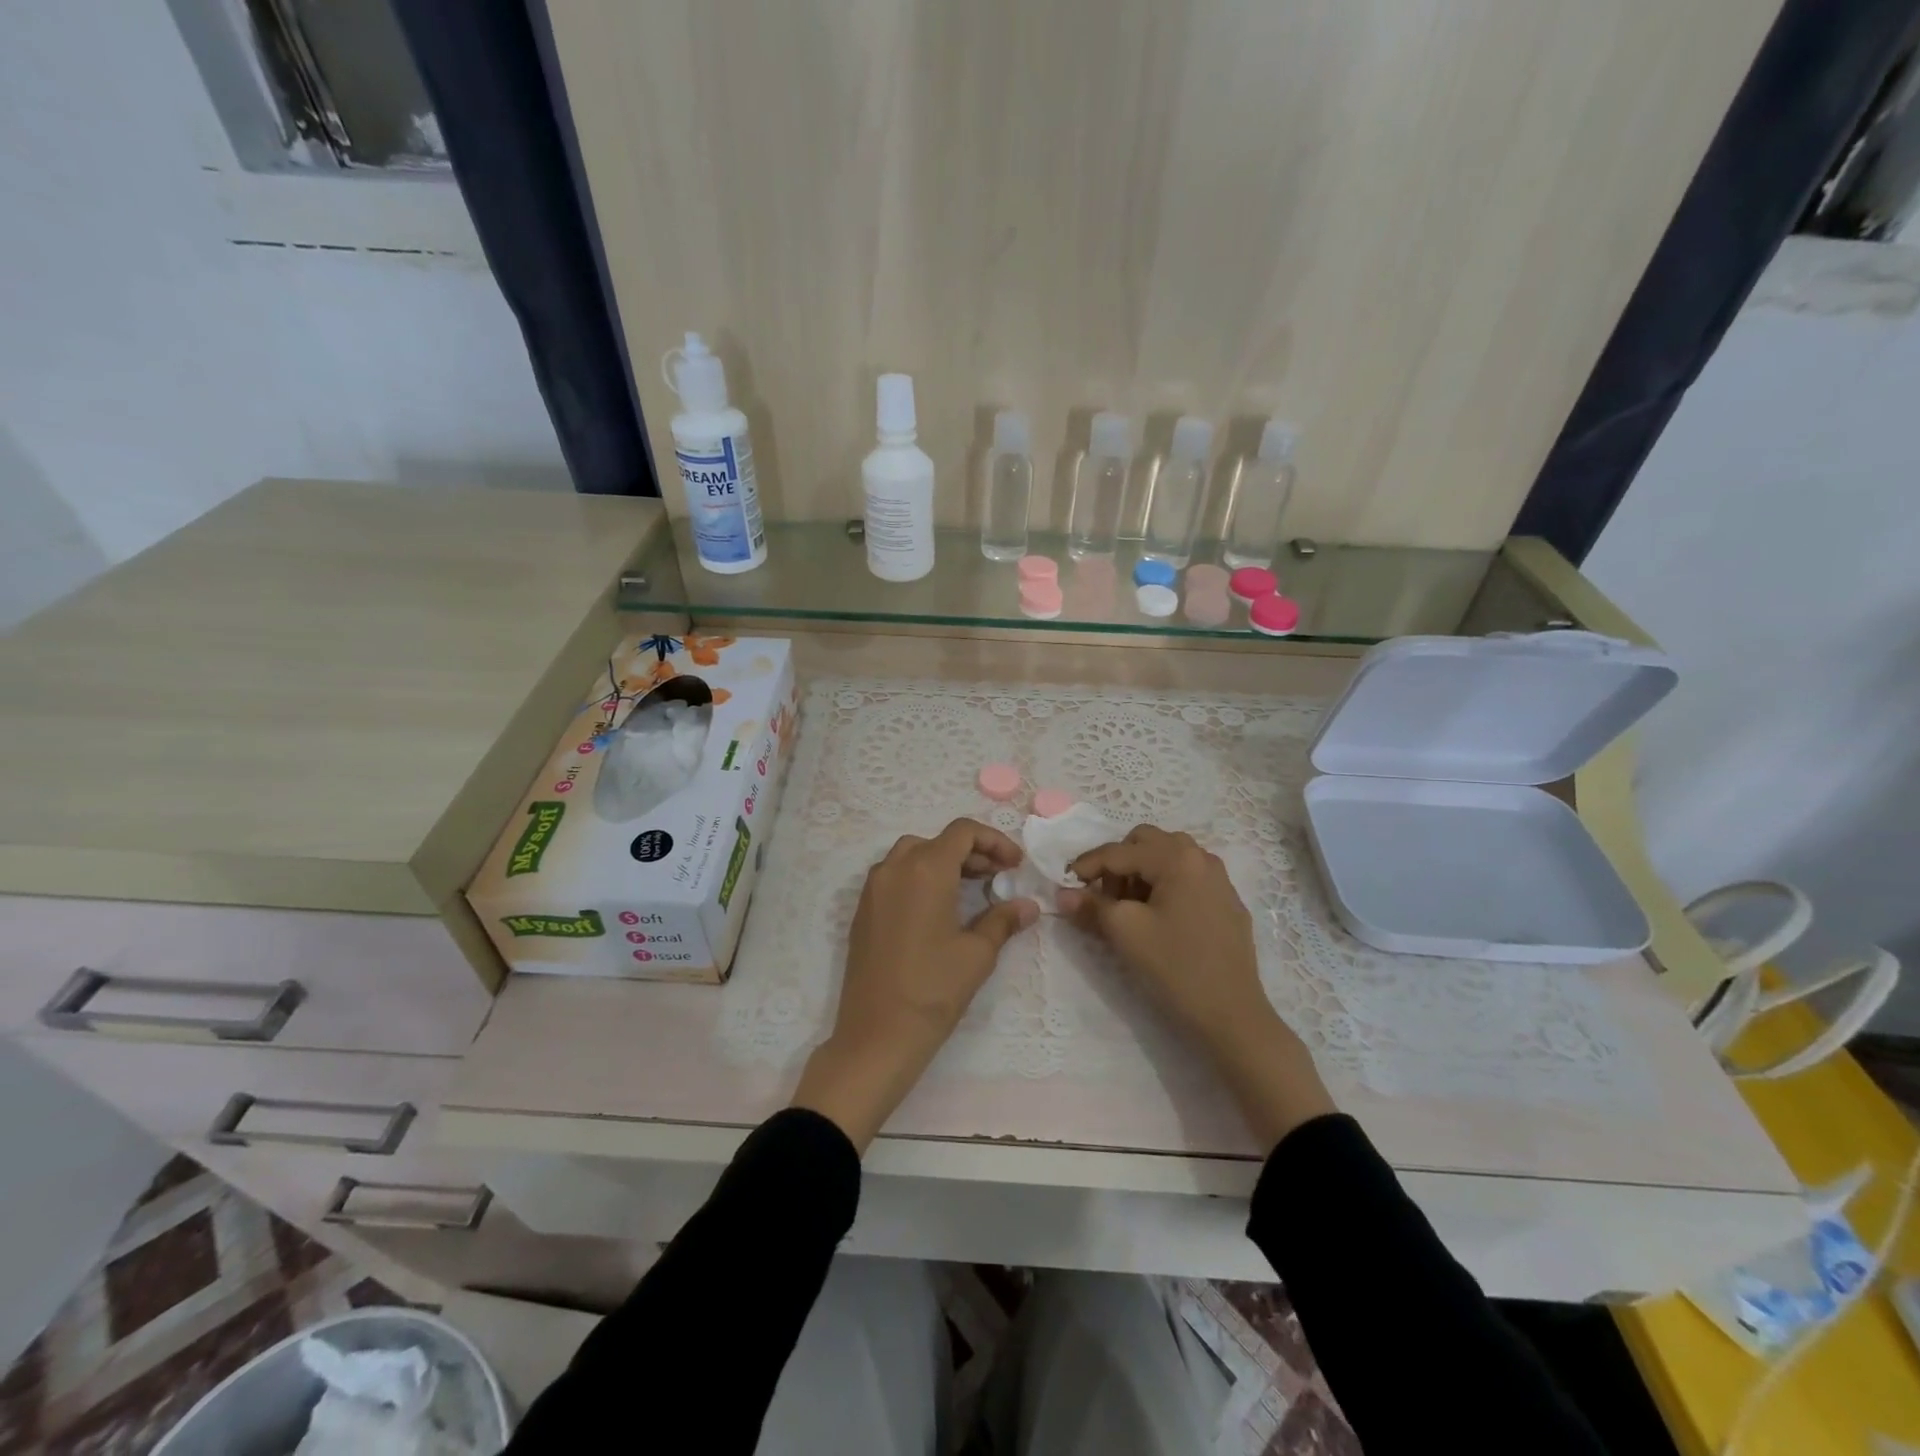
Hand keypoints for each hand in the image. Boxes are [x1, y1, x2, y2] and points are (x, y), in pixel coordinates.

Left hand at [791, 818, 1037, 1150]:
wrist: (877, 1035)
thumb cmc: (933, 990)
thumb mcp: (977, 954)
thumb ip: (1003, 920)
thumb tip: (1028, 906)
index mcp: (925, 869)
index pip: (962, 832)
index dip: (994, 841)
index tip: (1015, 865)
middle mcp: (894, 868)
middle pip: (938, 841)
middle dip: (972, 852)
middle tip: (999, 877)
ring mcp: (873, 889)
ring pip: (913, 855)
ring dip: (944, 862)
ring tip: (972, 890)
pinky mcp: (863, 910)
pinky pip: (895, 876)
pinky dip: (920, 877)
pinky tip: (940, 909)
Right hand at [1059, 825, 1335, 1149]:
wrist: (1232, 1015)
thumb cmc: (1175, 967)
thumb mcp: (1125, 932)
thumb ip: (1090, 906)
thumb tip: (1062, 894)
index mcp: (1176, 857)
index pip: (1119, 851)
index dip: (1087, 865)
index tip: (1065, 883)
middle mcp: (1201, 857)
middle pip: (1146, 842)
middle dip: (1118, 863)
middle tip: (1104, 896)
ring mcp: (1219, 879)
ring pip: (1168, 857)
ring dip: (1142, 872)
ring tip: (1130, 907)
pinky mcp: (1228, 903)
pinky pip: (1188, 877)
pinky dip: (1165, 885)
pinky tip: (1158, 918)